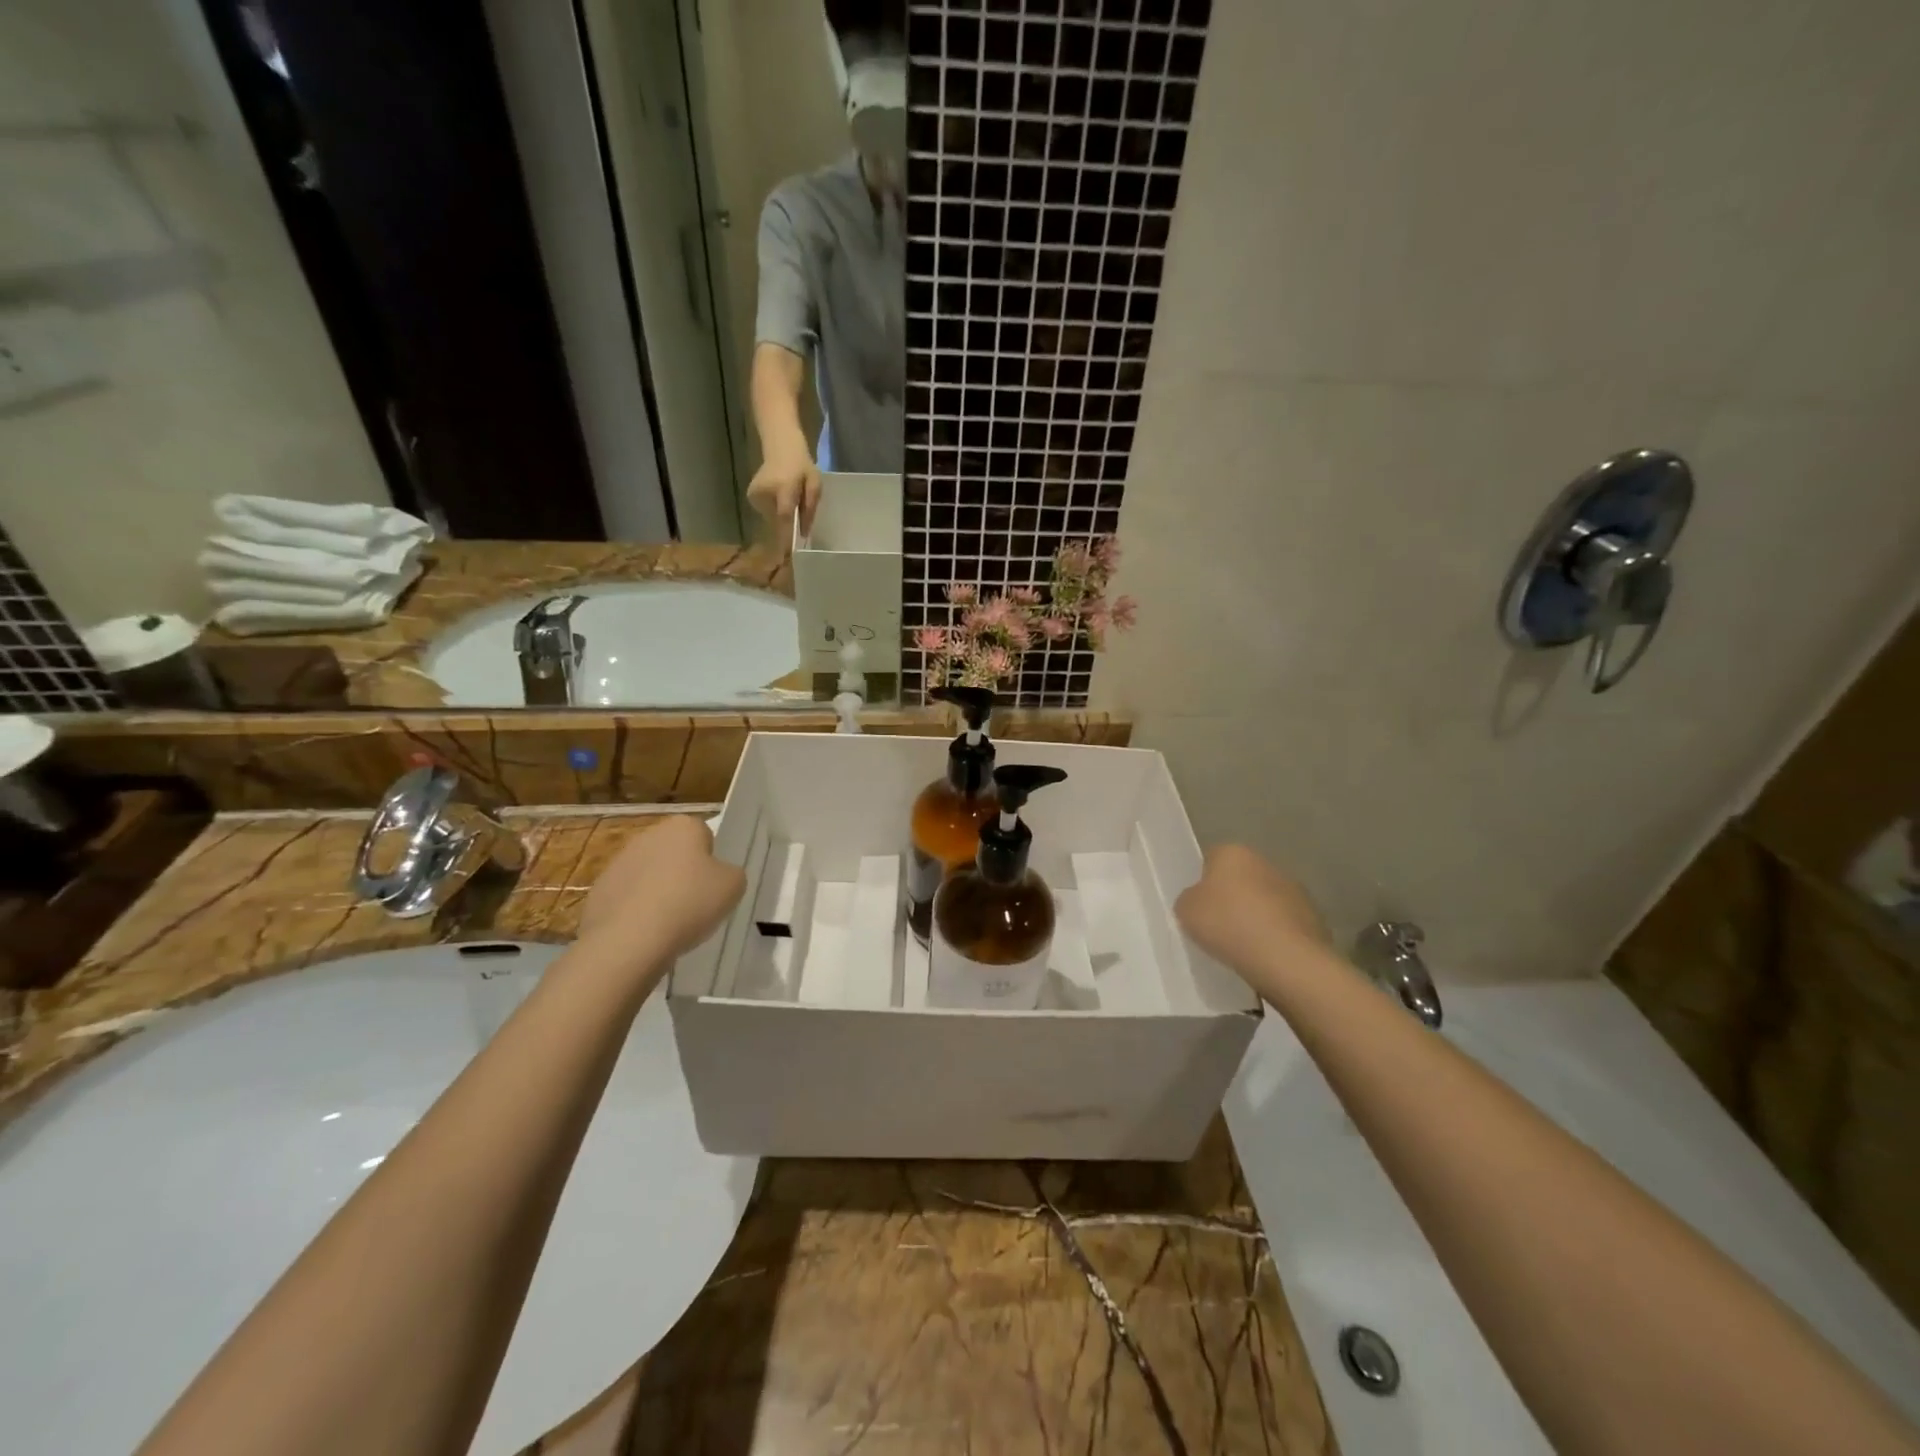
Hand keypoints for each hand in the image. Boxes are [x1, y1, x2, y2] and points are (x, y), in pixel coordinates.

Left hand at [577, 817, 745, 970]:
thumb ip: (730, 873)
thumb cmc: (690, 903)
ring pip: (649, 874)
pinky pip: (627, 898)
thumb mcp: (733, 886)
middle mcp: (648, 836)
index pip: (704, 835)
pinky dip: (636, 911)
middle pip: (674, 852)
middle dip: (682, 873)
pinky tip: (645, 932)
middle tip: (695, 904)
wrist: (630, 941)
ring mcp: (618, 862)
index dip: (711, 860)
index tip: (712, 884)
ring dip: (658, 891)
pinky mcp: (599, 891)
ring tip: (669, 924)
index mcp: (683, 827)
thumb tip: (717, 875)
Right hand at [747, 435, 820, 543]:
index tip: (791, 554)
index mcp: (784, 487)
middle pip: (778, 521)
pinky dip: (775, 512)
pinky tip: (780, 499)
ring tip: (790, 503)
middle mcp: (765, 492)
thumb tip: (804, 533)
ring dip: (782, 518)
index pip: (784, 516)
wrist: (781, 446)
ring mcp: (755, 495)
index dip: (788, 536)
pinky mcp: (751, 497)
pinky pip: (766, 513)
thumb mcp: (814, 484)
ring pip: (772, 519)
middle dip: (788, 528)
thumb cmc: (802, 466)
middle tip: (799, 525)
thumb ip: (810, 509)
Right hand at [1175, 845, 1329, 980]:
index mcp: (1233, 852)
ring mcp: (1295, 889)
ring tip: (1243, 946)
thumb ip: (1189, 899)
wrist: (1287, 960)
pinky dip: (1276, 936)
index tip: (1198, 907)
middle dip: (1232, 898)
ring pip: (1265, 901)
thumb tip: (1199, 900)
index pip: (1211, 859)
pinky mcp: (1314, 917)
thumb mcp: (1186, 911)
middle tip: (1218, 927)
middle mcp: (1266, 862)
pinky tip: (1265, 956)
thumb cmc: (1229, 925)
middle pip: (1241, 878)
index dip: (1202, 882)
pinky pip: (1284, 924)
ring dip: (1256, 916)